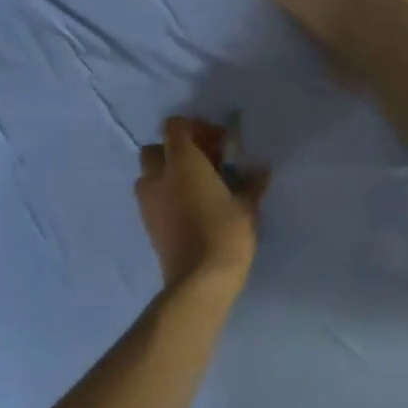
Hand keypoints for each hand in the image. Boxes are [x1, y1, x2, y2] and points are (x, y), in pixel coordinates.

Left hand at [135, 117, 268, 297]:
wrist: (200, 280)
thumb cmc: (226, 232)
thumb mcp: (247, 205)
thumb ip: (251, 182)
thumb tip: (260, 170)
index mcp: (182, 162)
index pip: (175, 127)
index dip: (196, 127)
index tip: (220, 142)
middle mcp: (159, 177)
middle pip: (156, 148)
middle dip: (177, 150)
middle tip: (206, 162)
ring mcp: (148, 202)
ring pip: (149, 174)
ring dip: (168, 172)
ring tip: (197, 186)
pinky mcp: (147, 224)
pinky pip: (152, 197)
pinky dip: (166, 194)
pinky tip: (191, 207)